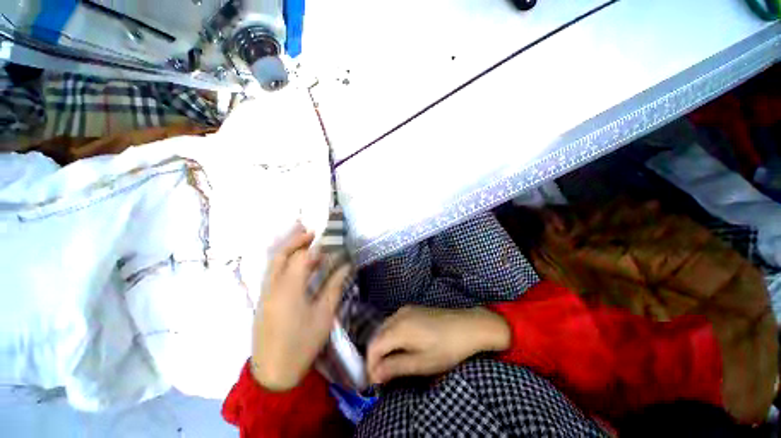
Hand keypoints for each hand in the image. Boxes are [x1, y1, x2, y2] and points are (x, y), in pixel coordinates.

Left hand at [251, 225, 350, 390]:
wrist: (273, 373)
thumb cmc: (302, 344)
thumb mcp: (324, 315)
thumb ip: (334, 286)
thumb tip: (345, 266)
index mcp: (288, 290)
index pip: (302, 258)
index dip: (316, 247)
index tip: (329, 241)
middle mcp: (272, 287)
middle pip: (280, 255)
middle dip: (295, 240)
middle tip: (311, 232)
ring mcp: (265, 294)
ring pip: (273, 263)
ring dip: (288, 249)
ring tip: (304, 241)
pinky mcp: (264, 300)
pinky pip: (273, 273)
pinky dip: (284, 262)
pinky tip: (297, 264)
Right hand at [366, 306, 509, 383]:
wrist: (468, 326)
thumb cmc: (447, 348)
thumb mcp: (421, 363)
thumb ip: (395, 367)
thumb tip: (375, 374)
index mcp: (399, 328)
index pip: (374, 346)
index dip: (370, 365)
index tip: (374, 382)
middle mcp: (398, 315)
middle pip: (377, 336)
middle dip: (375, 356)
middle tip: (381, 375)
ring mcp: (406, 309)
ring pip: (384, 328)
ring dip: (383, 346)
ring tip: (390, 364)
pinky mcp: (413, 308)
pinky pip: (393, 322)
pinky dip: (391, 336)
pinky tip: (400, 346)